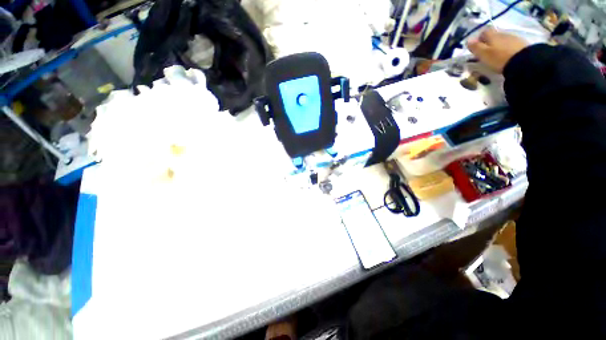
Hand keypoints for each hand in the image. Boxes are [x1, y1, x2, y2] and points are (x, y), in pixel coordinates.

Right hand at [467, 28, 528, 72]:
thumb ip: (475, 47)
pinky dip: (508, 49)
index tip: (478, 47)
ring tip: (498, 56)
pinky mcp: (522, 44)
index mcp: (492, 36)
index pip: (484, 32)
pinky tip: (507, 57)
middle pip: (494, 36)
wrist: (523, 62)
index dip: (480, 38)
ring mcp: (514, 38)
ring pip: (503, 40)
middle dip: (489, 42)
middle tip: (487, 53)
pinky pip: (512, 44)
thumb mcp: (483, 54)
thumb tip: (468, 40)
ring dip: (499, 46)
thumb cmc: (499, 58)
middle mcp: (502, 34)